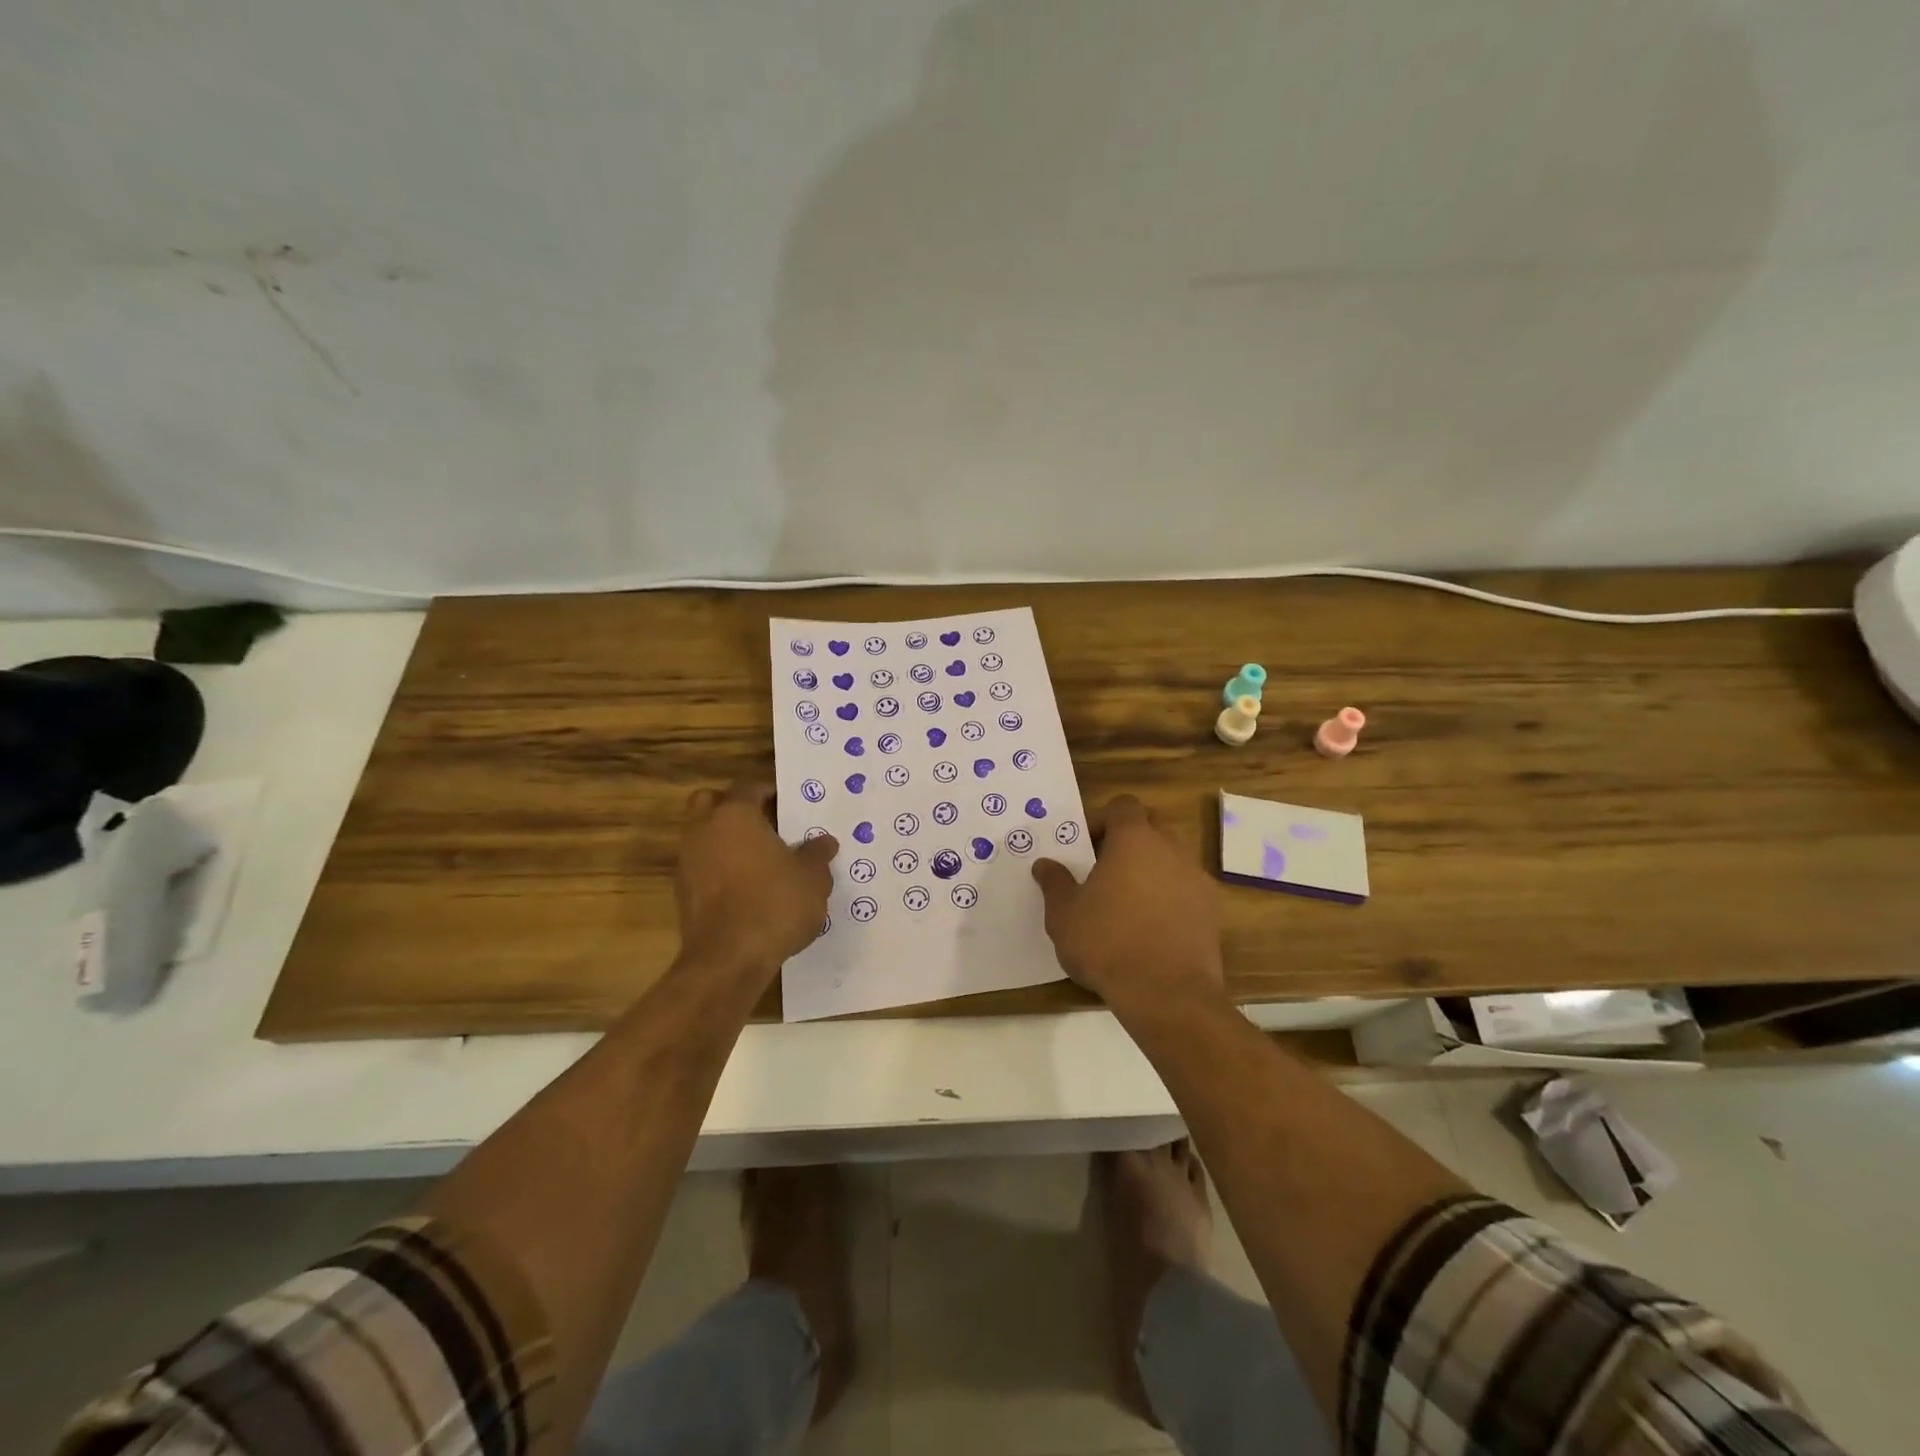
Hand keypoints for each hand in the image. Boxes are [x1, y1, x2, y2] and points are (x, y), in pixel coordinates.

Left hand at [677, 784, 836, 976]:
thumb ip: (817, 854)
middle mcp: (704, 830)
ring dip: (725, 841)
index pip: (749, 787)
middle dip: (734, 808)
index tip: (788, 806)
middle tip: (764, 824)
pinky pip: (702, 867)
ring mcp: (688, 862)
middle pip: (711, 803)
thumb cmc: (774, 904)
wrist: (728, 960)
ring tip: (759, 860)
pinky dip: (719, 869)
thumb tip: (824, 841)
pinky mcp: (682, 893)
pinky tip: (746, 889)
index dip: (770, 793)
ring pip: (703, 836)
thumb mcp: (813, 878)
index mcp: (735, 815)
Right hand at [1031, 795, 1225, 1014]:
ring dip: (1148, 873)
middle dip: (1126, 845)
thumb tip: (1045, 864)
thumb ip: (1055, 883)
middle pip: (1149, 830)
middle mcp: (1171, 849)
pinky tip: (1150, 930)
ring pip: (1169, 861)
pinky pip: (1185, 892)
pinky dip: (1169, 900)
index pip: (1123, 806)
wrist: (1167, 994)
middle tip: (1102, 874)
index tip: (1085, 847)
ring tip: (1126, 906)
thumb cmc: (1107, 943)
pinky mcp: (1212, 912)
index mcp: (1134, 839)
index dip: (1102, 820)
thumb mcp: (1064, 915)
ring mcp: (1197, 879)